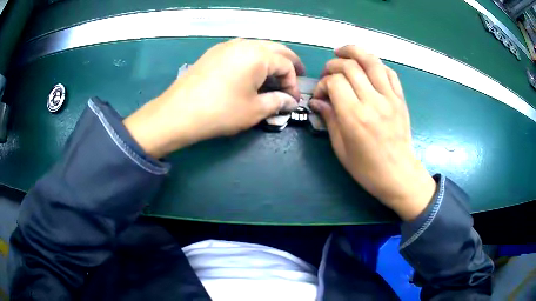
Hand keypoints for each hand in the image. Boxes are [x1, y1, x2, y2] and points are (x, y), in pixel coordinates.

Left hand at [124, 38, 303, 157]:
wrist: (178, 113)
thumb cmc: (220, 112)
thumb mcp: (254, 110)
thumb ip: (277, 102)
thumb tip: (290, 101)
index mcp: (258, 55)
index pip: (286, 65)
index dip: (293, 83)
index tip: (293, 100)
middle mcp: (243, 44)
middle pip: (275, 49)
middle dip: (289, 62)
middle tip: (296, 75)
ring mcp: (226, 46)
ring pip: (257, 47)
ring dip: (270, 59)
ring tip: (274, 74)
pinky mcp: (213, 53)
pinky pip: (240, 51)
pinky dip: (252, 59)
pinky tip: (250, 72)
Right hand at [309, 46, 435, 220]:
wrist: (399, 175)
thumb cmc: (367, 168)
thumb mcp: (341, 149)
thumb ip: (329, 119)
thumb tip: (317, 101)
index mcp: (355, 117)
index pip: (335, 82)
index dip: (323, 83)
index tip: (321, 94)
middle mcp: (373, 102)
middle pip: (350, 66)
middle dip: (334, 65)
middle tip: (329, 74)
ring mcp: (389, 98)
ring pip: (371, 61)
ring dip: (354, 51)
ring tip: (343, 52)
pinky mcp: (400, 99)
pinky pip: (389, 72)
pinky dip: (376, 64)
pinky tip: (367, 66)